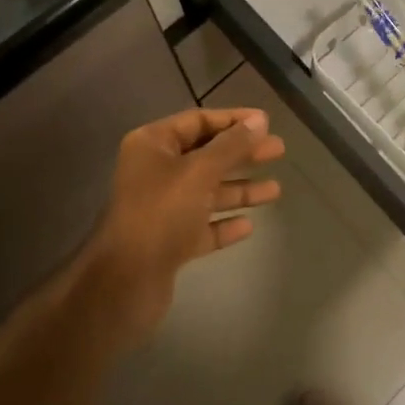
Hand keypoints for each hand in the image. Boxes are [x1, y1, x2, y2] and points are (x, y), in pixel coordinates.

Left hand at [83, 107, 284, 339]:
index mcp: (153, 145)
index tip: (266, 123)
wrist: (125, 283)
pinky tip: (249, 225)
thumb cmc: (161, 213)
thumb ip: (232, 145)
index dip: (233, 120)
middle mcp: (155, 171)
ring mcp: (161, 208)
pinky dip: (224, 223)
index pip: (198, 120)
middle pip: (206, 155)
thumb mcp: (200, 172)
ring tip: (275, 190)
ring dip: (240, 189)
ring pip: (207, 191)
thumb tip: (259, 120)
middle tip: (278, 151)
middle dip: (242, 154)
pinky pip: (202, 225)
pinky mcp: (168, 242)